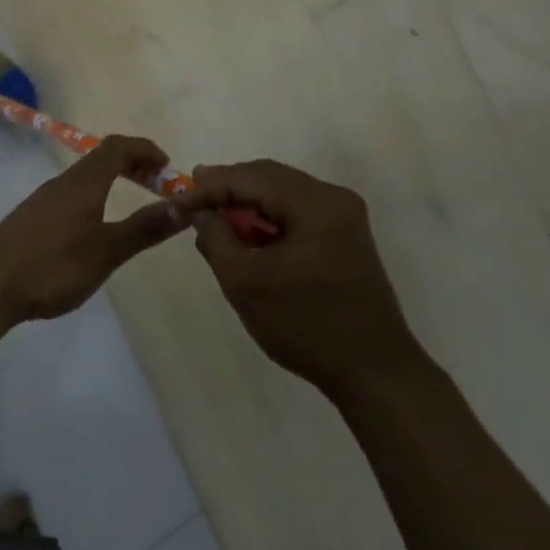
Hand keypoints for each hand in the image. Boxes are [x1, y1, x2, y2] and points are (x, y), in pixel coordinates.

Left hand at [0, 137, 186, 323]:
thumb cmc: (52, 266)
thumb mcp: (106, 251)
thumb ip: (144, 228)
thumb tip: (184, 205)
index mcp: (83, 183)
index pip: (117, 147)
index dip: (145, 149)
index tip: (168, 168)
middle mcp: (61, 183)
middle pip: (100, 159)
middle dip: (132, 165)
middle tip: (156, 186)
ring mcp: (42, 201)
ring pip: (84, 179)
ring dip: (112, 182)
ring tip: (132, 207)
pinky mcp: (31, 219)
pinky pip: (71, 196)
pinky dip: (94, 198)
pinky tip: (95, 229)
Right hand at [177, 160, 421, 392]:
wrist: (374, 372)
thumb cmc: (305, 324)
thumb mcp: (245, 282)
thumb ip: (216, 237)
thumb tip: (199, 212)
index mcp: (314, 203)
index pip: (249, 177)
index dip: (208, 187)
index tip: (175, 202)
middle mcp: (334, 198)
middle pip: (268, 177)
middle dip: (226, 187)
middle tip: (189, 199)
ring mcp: (344, 217)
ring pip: (282, 193)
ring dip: (246, 202)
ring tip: (211, 216)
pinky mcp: (345, 237)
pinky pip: (297, 212)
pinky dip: (267, 218)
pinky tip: (246, 234)